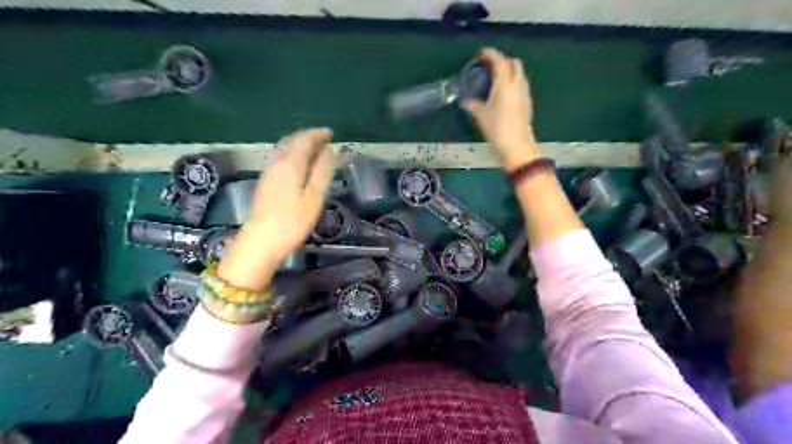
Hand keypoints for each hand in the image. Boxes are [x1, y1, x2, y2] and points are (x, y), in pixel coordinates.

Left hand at [215, 126, 332, 291]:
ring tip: (315, 151)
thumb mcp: (314, 197)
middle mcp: (277, 164)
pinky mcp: (266, 184)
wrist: (261, 241)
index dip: (317, 134)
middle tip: (324, 140)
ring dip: (300, 146)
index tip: (330, 133)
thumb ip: (322, 172)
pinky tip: (300, 166)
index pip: (304, 140)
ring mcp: (269, 173)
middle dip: (308, 138)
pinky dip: (293, 156)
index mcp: (290, 164)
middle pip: (291, 142)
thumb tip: (328, 151)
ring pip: (284, 150)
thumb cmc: (292, 220)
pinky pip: (281, 160)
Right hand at [461, 47, 541, 170]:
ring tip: (496, 79)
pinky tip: (503, 93)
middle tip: (490, 66)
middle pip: (514, 63)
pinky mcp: (527, 103)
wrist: (517, 145)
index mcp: (505, 84)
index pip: (500, 61)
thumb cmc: (497, 128)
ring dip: (509, 71)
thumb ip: (473, 105)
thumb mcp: (481, 116)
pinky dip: (513, 82)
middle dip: (502, 60)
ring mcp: (524, 93)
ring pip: (519, 73)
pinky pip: (521, 84)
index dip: (490, 54)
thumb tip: (466, 101)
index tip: (481, 54)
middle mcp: (517, 84)